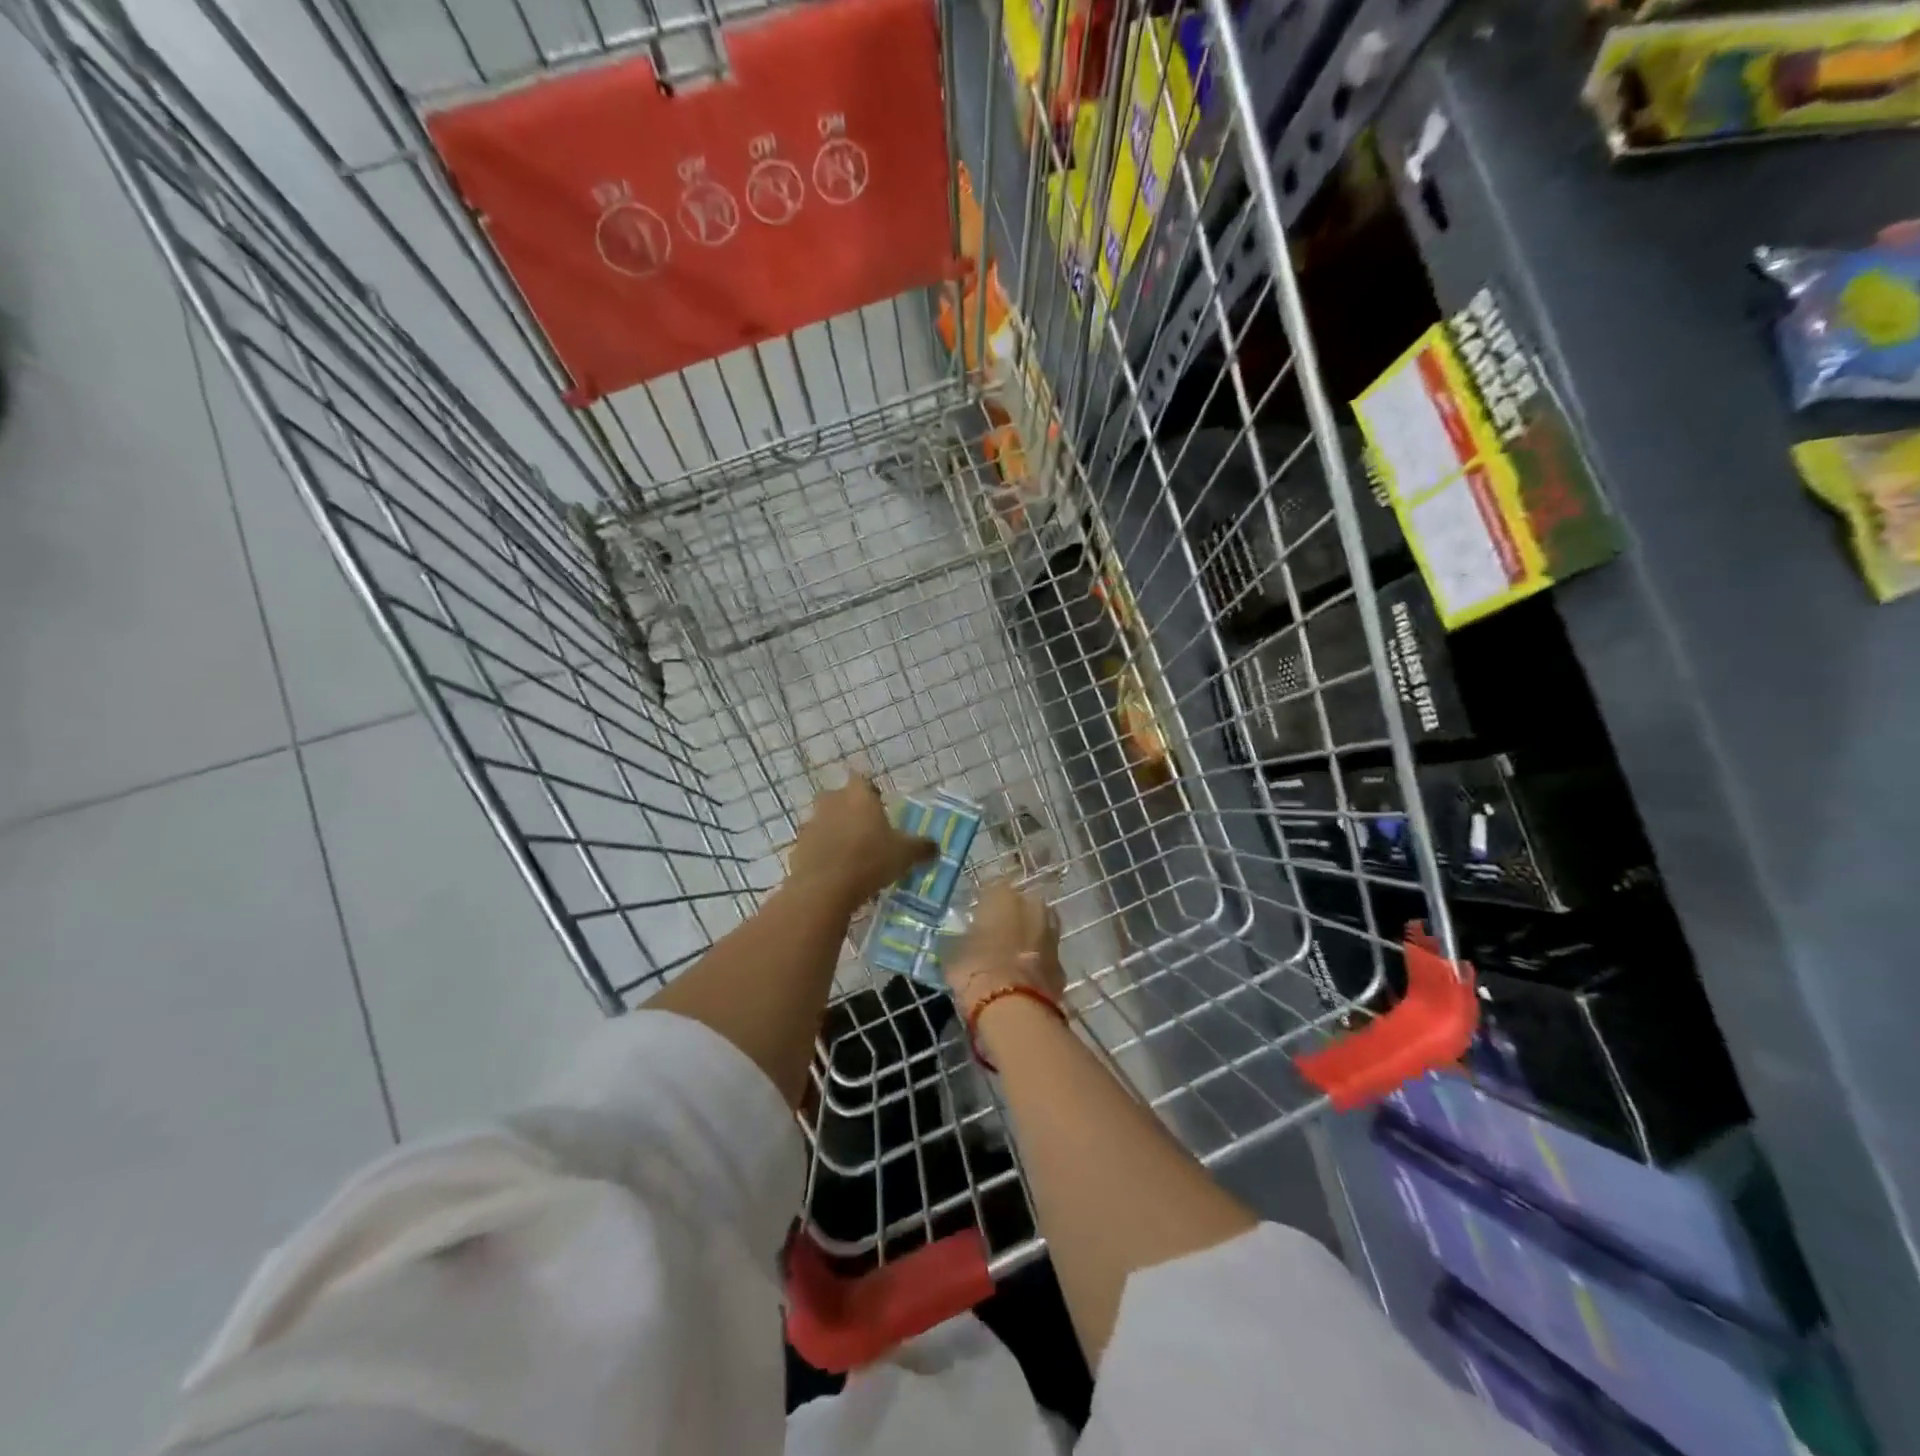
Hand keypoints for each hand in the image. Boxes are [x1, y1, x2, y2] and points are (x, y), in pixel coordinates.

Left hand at [788, 775, 935, 911]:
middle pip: (838, 798)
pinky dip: (822, 854)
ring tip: (850, 855)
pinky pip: (813, 846)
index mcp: (858, 796)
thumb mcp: (905, 855)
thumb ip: (922, 847)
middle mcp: (831, 802)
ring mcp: (811, 825)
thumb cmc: (870, 860)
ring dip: (834, 832)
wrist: (824, 888)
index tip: (879, 805)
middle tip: (865, 830)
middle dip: (849, 810)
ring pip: (824, 822)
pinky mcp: (797, 848)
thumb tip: (935, 847)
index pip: (862, 781)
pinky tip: (835, 872)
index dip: (870, 792)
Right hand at [946, 878, 1064, 1019]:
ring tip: (1008, 958)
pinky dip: (1035, 962)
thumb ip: (963, 938)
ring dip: (1026, 939)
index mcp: (1003, 895)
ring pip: (1036, 929)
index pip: (991, 890)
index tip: (975, 922)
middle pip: (1021, 906)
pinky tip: (1022, 977)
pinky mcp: (1062, 962)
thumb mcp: (954, 950)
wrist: (1015, 1007)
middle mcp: (1032, 906)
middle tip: (994, 938)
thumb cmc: (976, 969)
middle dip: (1011, 919)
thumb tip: (965, 939)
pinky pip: (1044, 955)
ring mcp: (1052, 933)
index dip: (983, 907)